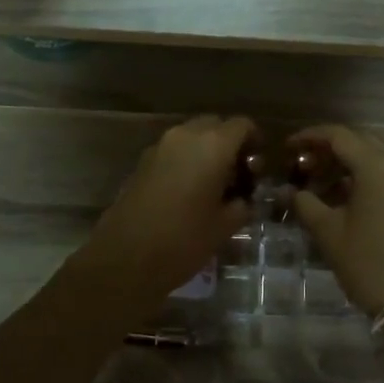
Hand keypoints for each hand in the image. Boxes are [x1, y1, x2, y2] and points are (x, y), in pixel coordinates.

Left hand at [73, 115, 257, 302]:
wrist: (125, 257)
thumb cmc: (184, 240)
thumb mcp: (225, 226)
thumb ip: (241, 204)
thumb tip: (243, 198)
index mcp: (213, 145)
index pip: (241, 125)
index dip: (255, 140)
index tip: (258, 164)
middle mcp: (185, 136)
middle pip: (215, 125)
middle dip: (229, 143)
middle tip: (238, 173)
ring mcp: (160, 146)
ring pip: (192, 135)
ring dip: (206, 151)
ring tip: (213, 184)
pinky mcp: (142, 162)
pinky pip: (173, 150)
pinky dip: (186, 160)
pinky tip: (188, 190)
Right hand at [285, 125, 383, 315]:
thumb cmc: (369, 263)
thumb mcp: (329, 232)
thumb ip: (305, 204)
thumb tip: (289, 191)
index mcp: (377, 166)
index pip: (339, 136)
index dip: (310, 137)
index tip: (288, 149)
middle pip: (361, 142)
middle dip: (330, 150)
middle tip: (305, 166)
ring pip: (378, 160)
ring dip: (349, 166)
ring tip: (323, 187)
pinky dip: (368, 180)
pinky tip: (350, 202)